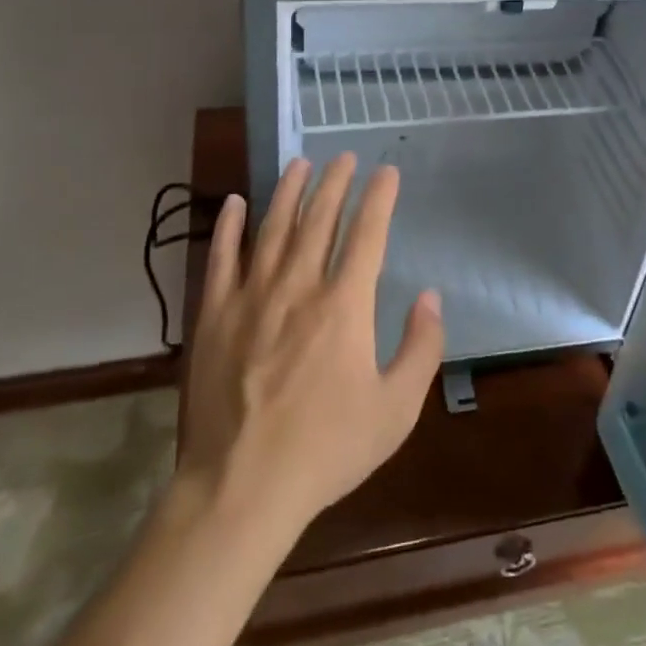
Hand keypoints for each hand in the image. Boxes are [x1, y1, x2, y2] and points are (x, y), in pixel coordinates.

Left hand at [177, 155, 444, 536]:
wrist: (241, 488)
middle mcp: (299, 286)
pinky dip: (228, 225)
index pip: (367, 233)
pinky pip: (221, 257)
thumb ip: (421, 348)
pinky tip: (233, 202)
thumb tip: (430, 296)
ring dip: (288, 190)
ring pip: (273, 227)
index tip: (386, 172)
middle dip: (334, 182)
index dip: (379, 198)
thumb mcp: (396, 410)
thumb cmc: (326, 450)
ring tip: (299, 163)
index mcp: (344, 305)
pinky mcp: (215, 314)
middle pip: (319, 218)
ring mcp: (252, 296)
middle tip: (343, 157)